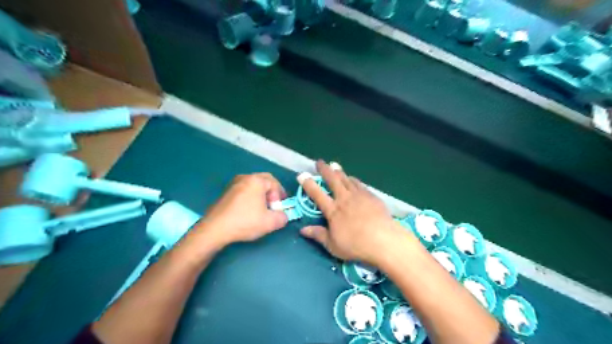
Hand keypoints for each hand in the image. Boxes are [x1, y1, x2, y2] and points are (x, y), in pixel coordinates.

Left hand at [197, 175, 289, 246]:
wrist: (215, 229)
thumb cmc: (245, 222)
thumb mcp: (270, 222)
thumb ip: (283, 217)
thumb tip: (283, 215)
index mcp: (256, 181)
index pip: (275, 183)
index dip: (280, 196)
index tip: (279, 208)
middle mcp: (244, 178)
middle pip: (264, 180)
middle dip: (272, 192)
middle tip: (274, 205)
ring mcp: (233, 184)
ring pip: (253, 185)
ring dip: (261, 195)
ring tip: (262, 209)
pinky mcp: (225, 193)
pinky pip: (244, 190)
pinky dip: (250, 197)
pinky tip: (249, 211)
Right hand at [301, 160, 406, 263]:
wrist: (383, 240)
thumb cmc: (355, 245)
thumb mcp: (333, 245)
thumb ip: (318, 235)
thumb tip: (302, 230)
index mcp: (333, 210)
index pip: (317, 194)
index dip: (308, 184)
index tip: (302, 174)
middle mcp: (344, 198)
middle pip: (333, 180)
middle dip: (324, 170)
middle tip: (319, 162)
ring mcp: (358, 195)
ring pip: (346, 179)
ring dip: (339, 172)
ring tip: (334, 165)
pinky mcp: (371, 196)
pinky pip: (359, 184)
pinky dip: (353, 179)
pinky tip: (352, 178)